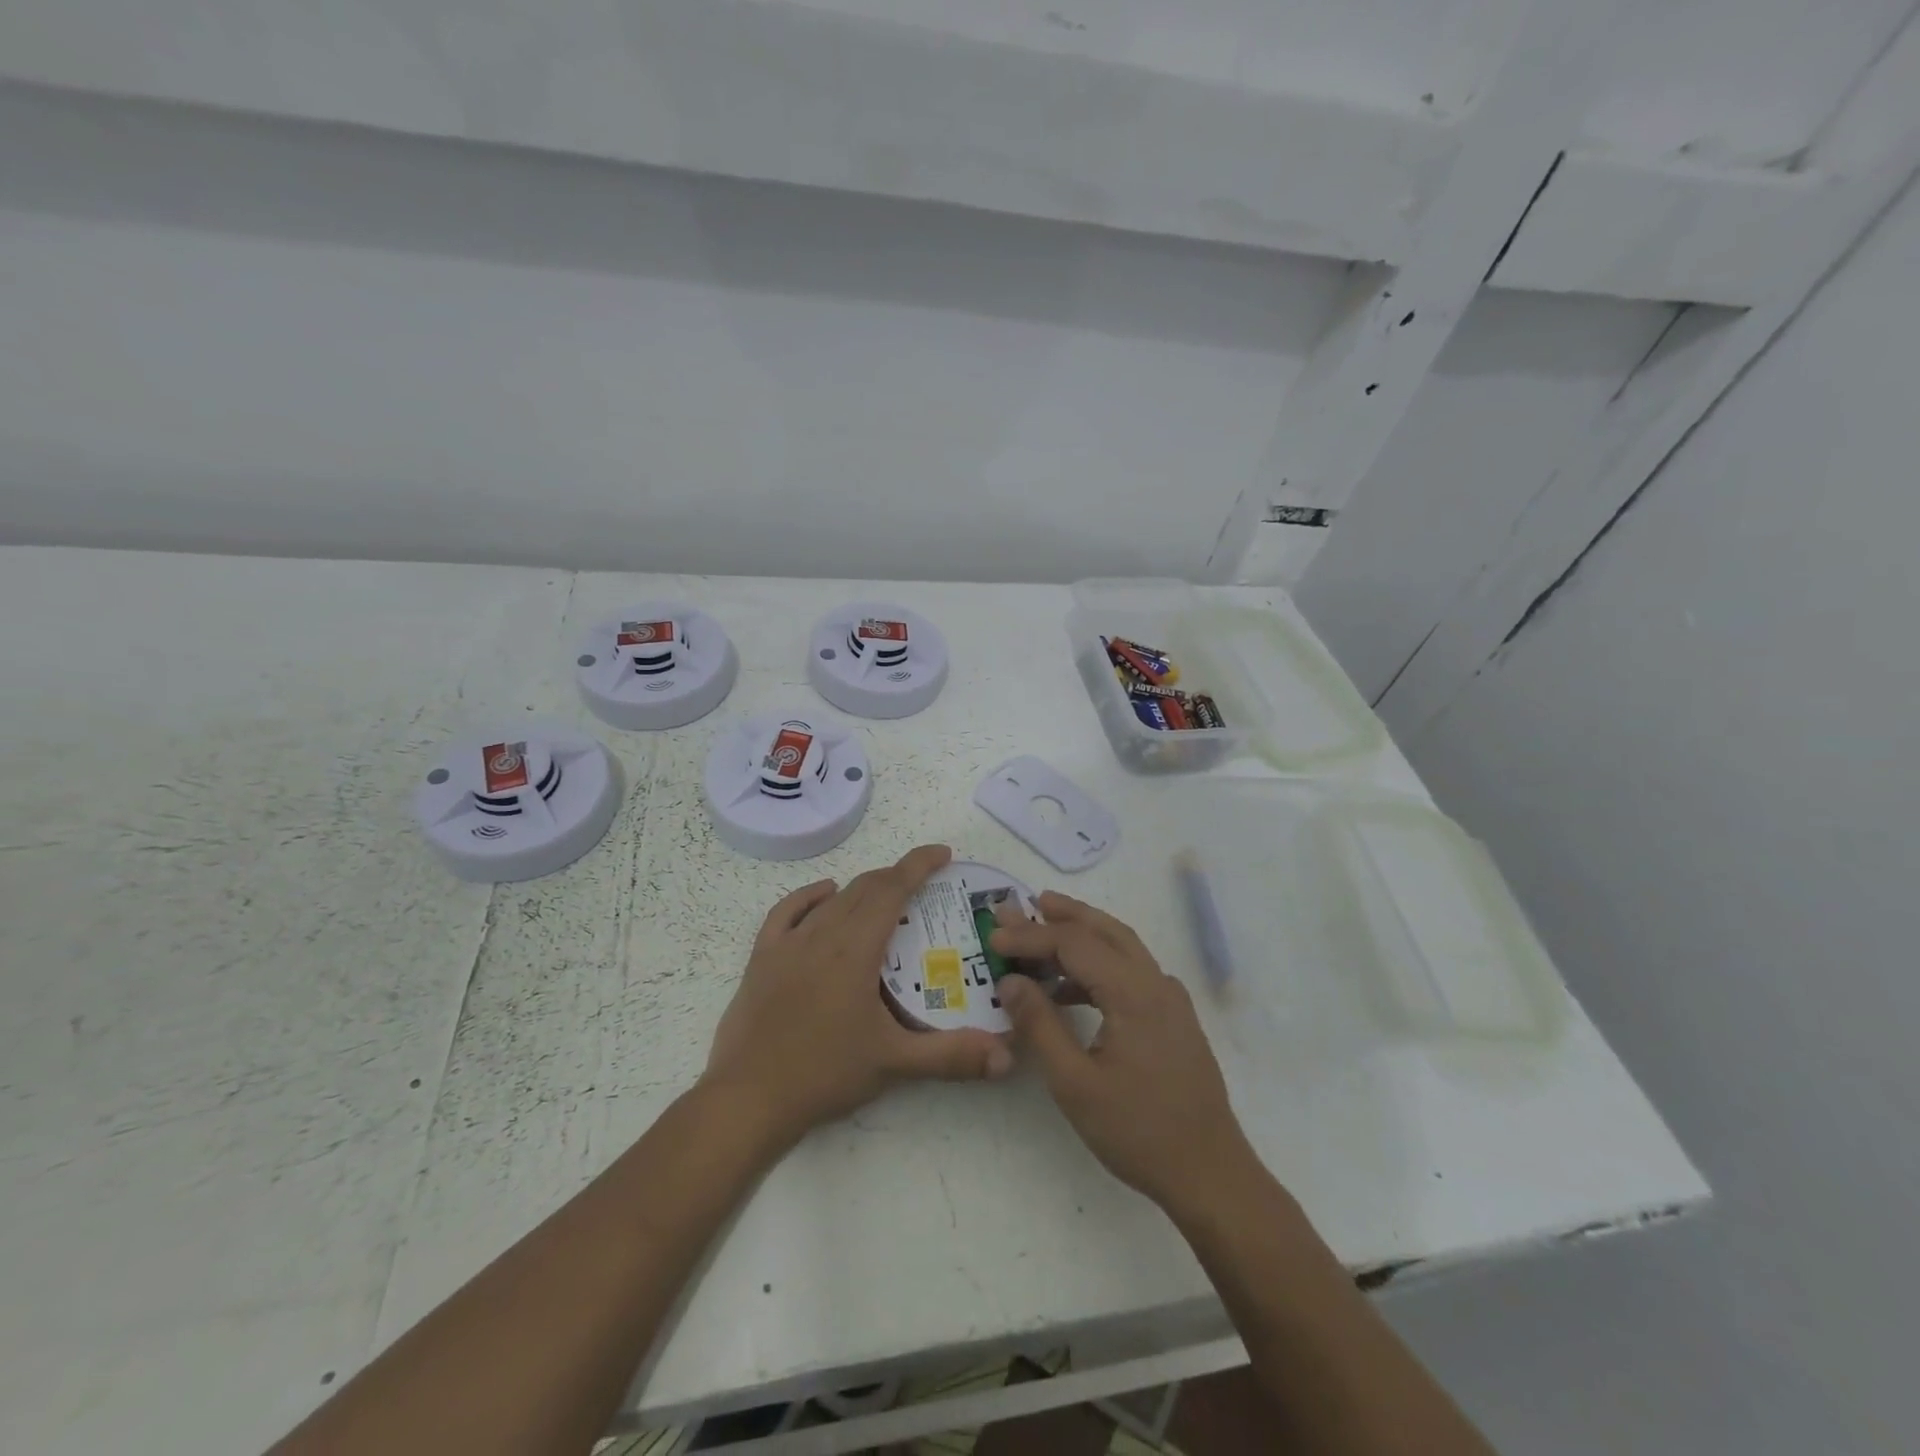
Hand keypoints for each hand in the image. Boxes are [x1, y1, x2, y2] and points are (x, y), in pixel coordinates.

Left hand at [704, 844, 1013, 1145]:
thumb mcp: (895, 1064)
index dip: (919, 865)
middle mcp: (822, 934)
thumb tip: (1007, 1056)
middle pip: (865, 889)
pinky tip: (825, 895)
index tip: (943, 853)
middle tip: (925, 885)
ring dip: (863, 889)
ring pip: (832, 899)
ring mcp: (788, 944)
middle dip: (897, 877)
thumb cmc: (824, 1074)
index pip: (892, 890)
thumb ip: (952, 1056)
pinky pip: (788, 911)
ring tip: (886, 895)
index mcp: (855, 949)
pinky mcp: (762, 958)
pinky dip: (811, 896)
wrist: (748, 1098)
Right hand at [991, 893, 1256, 1211]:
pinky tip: (1071, 988)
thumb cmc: (1138, 1131)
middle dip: (1064, 914)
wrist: (1210, 1174)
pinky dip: (1099, 964)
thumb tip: (1010, 981)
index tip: (993, 938)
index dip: (1031, 936)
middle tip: (1025, 904)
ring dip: (1083, 934)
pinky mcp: (1174, 1018)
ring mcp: (1170, 1000)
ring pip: (1122, 947)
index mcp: (1133, 993)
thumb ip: (1040, 1025)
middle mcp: (1156, 983)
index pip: (1074, 944)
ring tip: (1043, 933)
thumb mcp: (1074, 1083)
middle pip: (1105, 930)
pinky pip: (1132, 972)